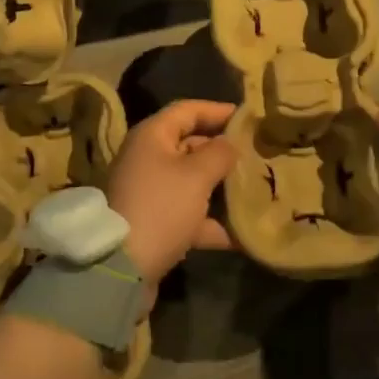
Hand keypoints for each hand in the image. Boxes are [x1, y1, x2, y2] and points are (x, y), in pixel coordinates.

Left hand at [105, 100, 236, 286]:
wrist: (122, 268)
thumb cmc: (162, 207)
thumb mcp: (197, 175)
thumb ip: (220, 153)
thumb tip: (230, 143)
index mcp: (152, 136)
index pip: (188, 110)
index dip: (217, 110)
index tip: (247, 117)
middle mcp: (147, 158)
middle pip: (190, 144)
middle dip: (222, 150)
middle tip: (256, 154)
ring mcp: (149, 191)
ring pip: (191, 180)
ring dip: (220, 187)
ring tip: (253, 189)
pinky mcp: (153, 222)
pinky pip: (187, 213)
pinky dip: (209, 221)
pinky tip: (240, 234)